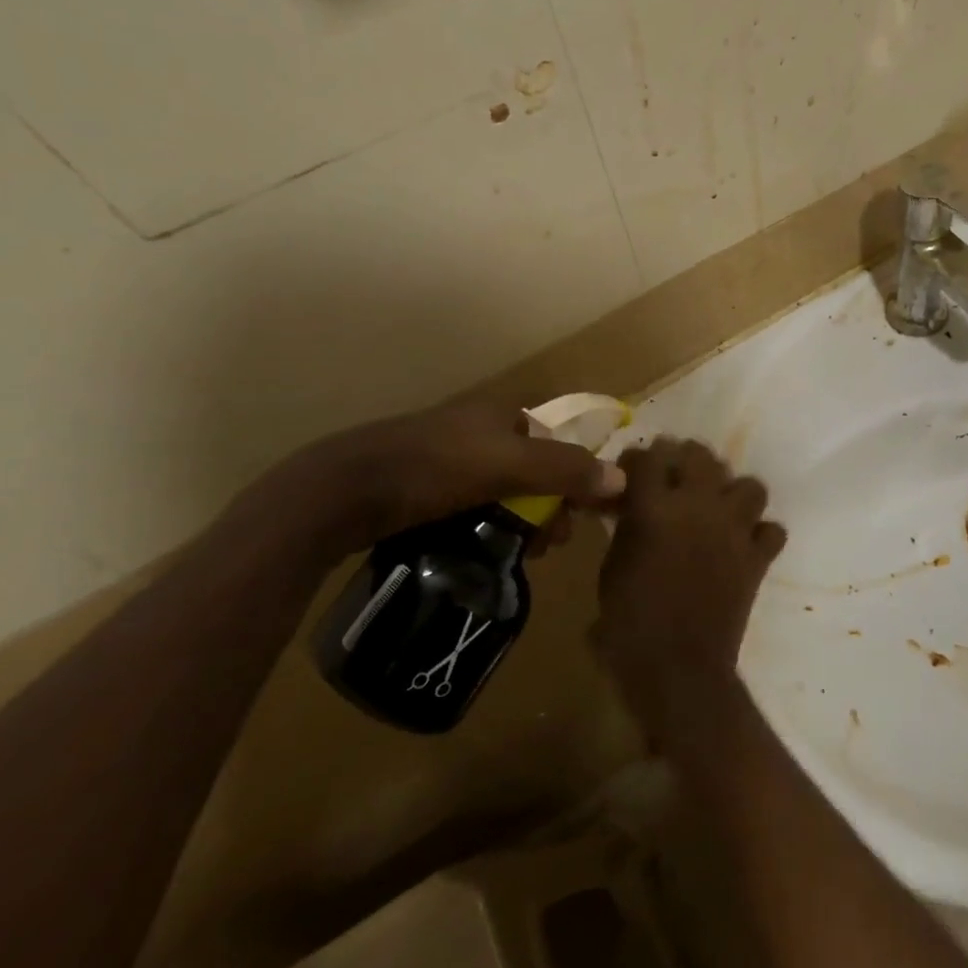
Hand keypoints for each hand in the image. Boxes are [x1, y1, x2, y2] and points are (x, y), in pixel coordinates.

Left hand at [227, 398, 627, 559]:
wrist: (344, 490)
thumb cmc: (436, 467)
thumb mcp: (510, 466)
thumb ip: (566, 470)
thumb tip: (623, 480)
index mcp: (500, 412)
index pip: (555, 437)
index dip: (573, 472)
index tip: (577, 512)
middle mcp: (477, 428)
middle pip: (531, 467)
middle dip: (547, 506)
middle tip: (548, 544)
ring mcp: (446, 456)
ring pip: (501, 490)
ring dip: (518, 522)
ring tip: (520, 556)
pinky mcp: (420, 485)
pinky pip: (470, 505)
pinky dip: (485, 527)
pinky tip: (482, 552)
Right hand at [594, 438, 786, 740]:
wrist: (677, 669)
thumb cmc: (629, 623)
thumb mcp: (612, 568)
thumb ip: (626, 528)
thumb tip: (632, 510)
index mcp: (655, 507)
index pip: (649, 455)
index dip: (640, 459)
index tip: (635, 471)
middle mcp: (698, 506)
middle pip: (702, 455)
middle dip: (687, 460)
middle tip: (677, 480)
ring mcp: (734, 530)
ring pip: (749, 485)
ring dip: (733, 494)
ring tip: (717, 509)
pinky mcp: (757, 558)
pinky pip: (772, 530)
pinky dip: (760, 535)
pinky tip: (744, 546)